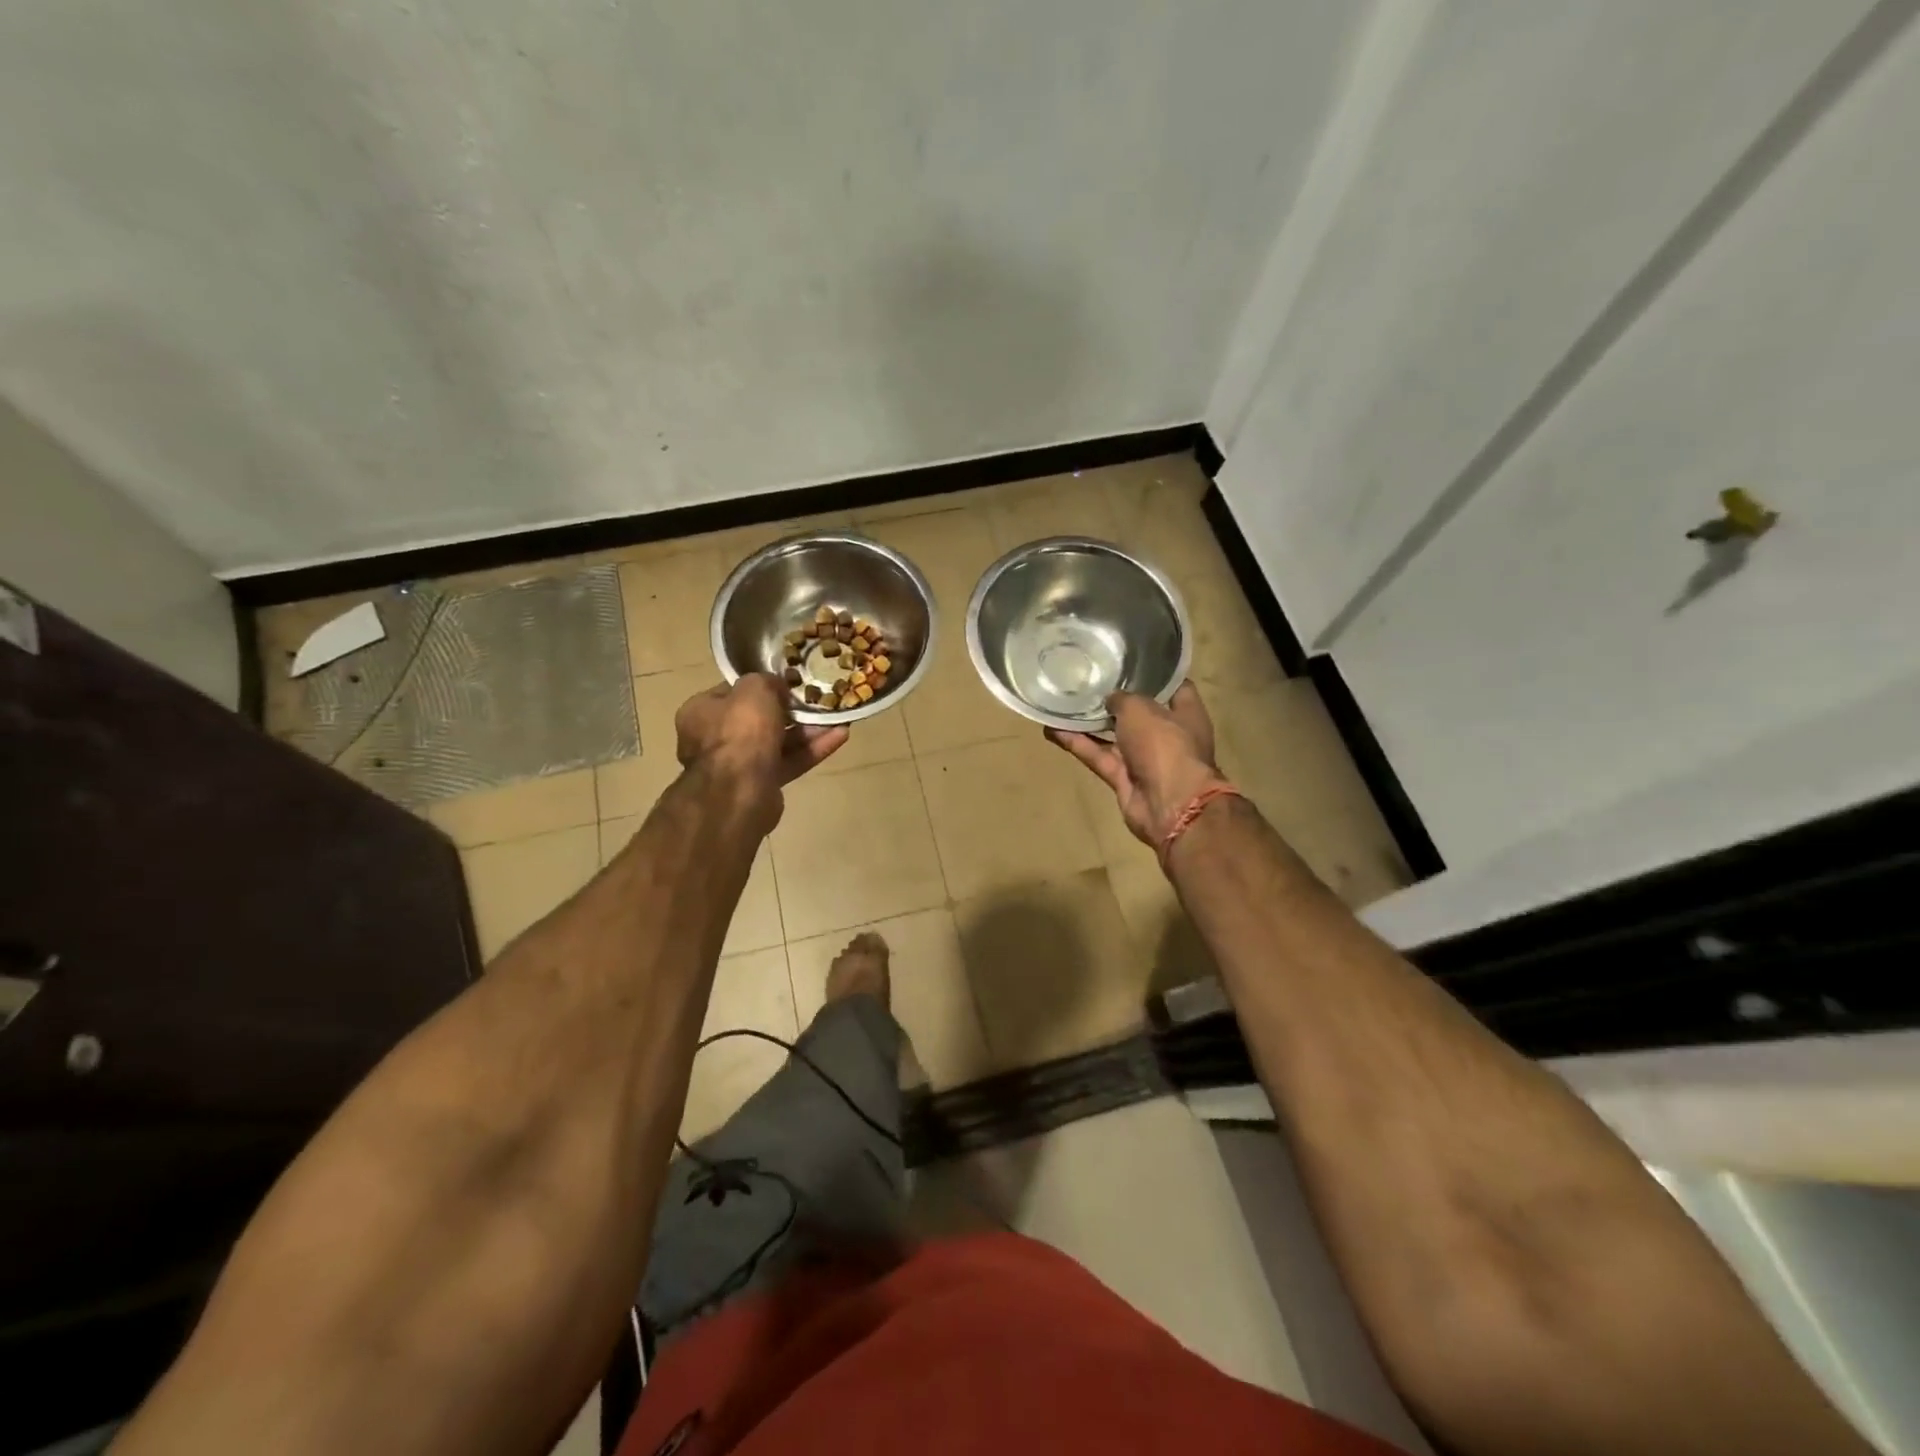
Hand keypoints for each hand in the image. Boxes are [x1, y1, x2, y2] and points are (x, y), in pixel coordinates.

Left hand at [674, 675, 847, 828]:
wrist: (739, 790)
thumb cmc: (740, 731)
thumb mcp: (754, 689)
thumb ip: (766, 681)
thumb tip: (777, 687)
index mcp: (701, 712)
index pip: (733, 693)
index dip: (761, 686)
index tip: (786, 683)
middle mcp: (714, 739)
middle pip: (758, 719)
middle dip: (790, 711)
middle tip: (815, 701)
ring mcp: (738, 765)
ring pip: (777, 742)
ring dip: (807, 731)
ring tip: (836, 718)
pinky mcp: (761, 785)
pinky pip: (789, 762)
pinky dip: (812, 750)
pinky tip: (839, 736)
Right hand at [1046, 682, 1224, 847]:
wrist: (1168, 804)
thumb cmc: (1165, 745)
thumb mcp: (1141, 708)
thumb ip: (1123, 699)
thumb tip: (1110, 699)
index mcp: (1185, 713)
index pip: (1173, 687)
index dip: (1154, 674)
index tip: (1129, 661)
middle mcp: (1167, 735)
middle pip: (1139, 712)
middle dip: (1115, 699)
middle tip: (1088, 679)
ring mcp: (1145, 758)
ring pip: (1112, 736)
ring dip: (1089, 722)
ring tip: (1063, 702)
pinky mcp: (1123, 778)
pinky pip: (1098, 756)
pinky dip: (1077, 744)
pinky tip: (1052, 729)